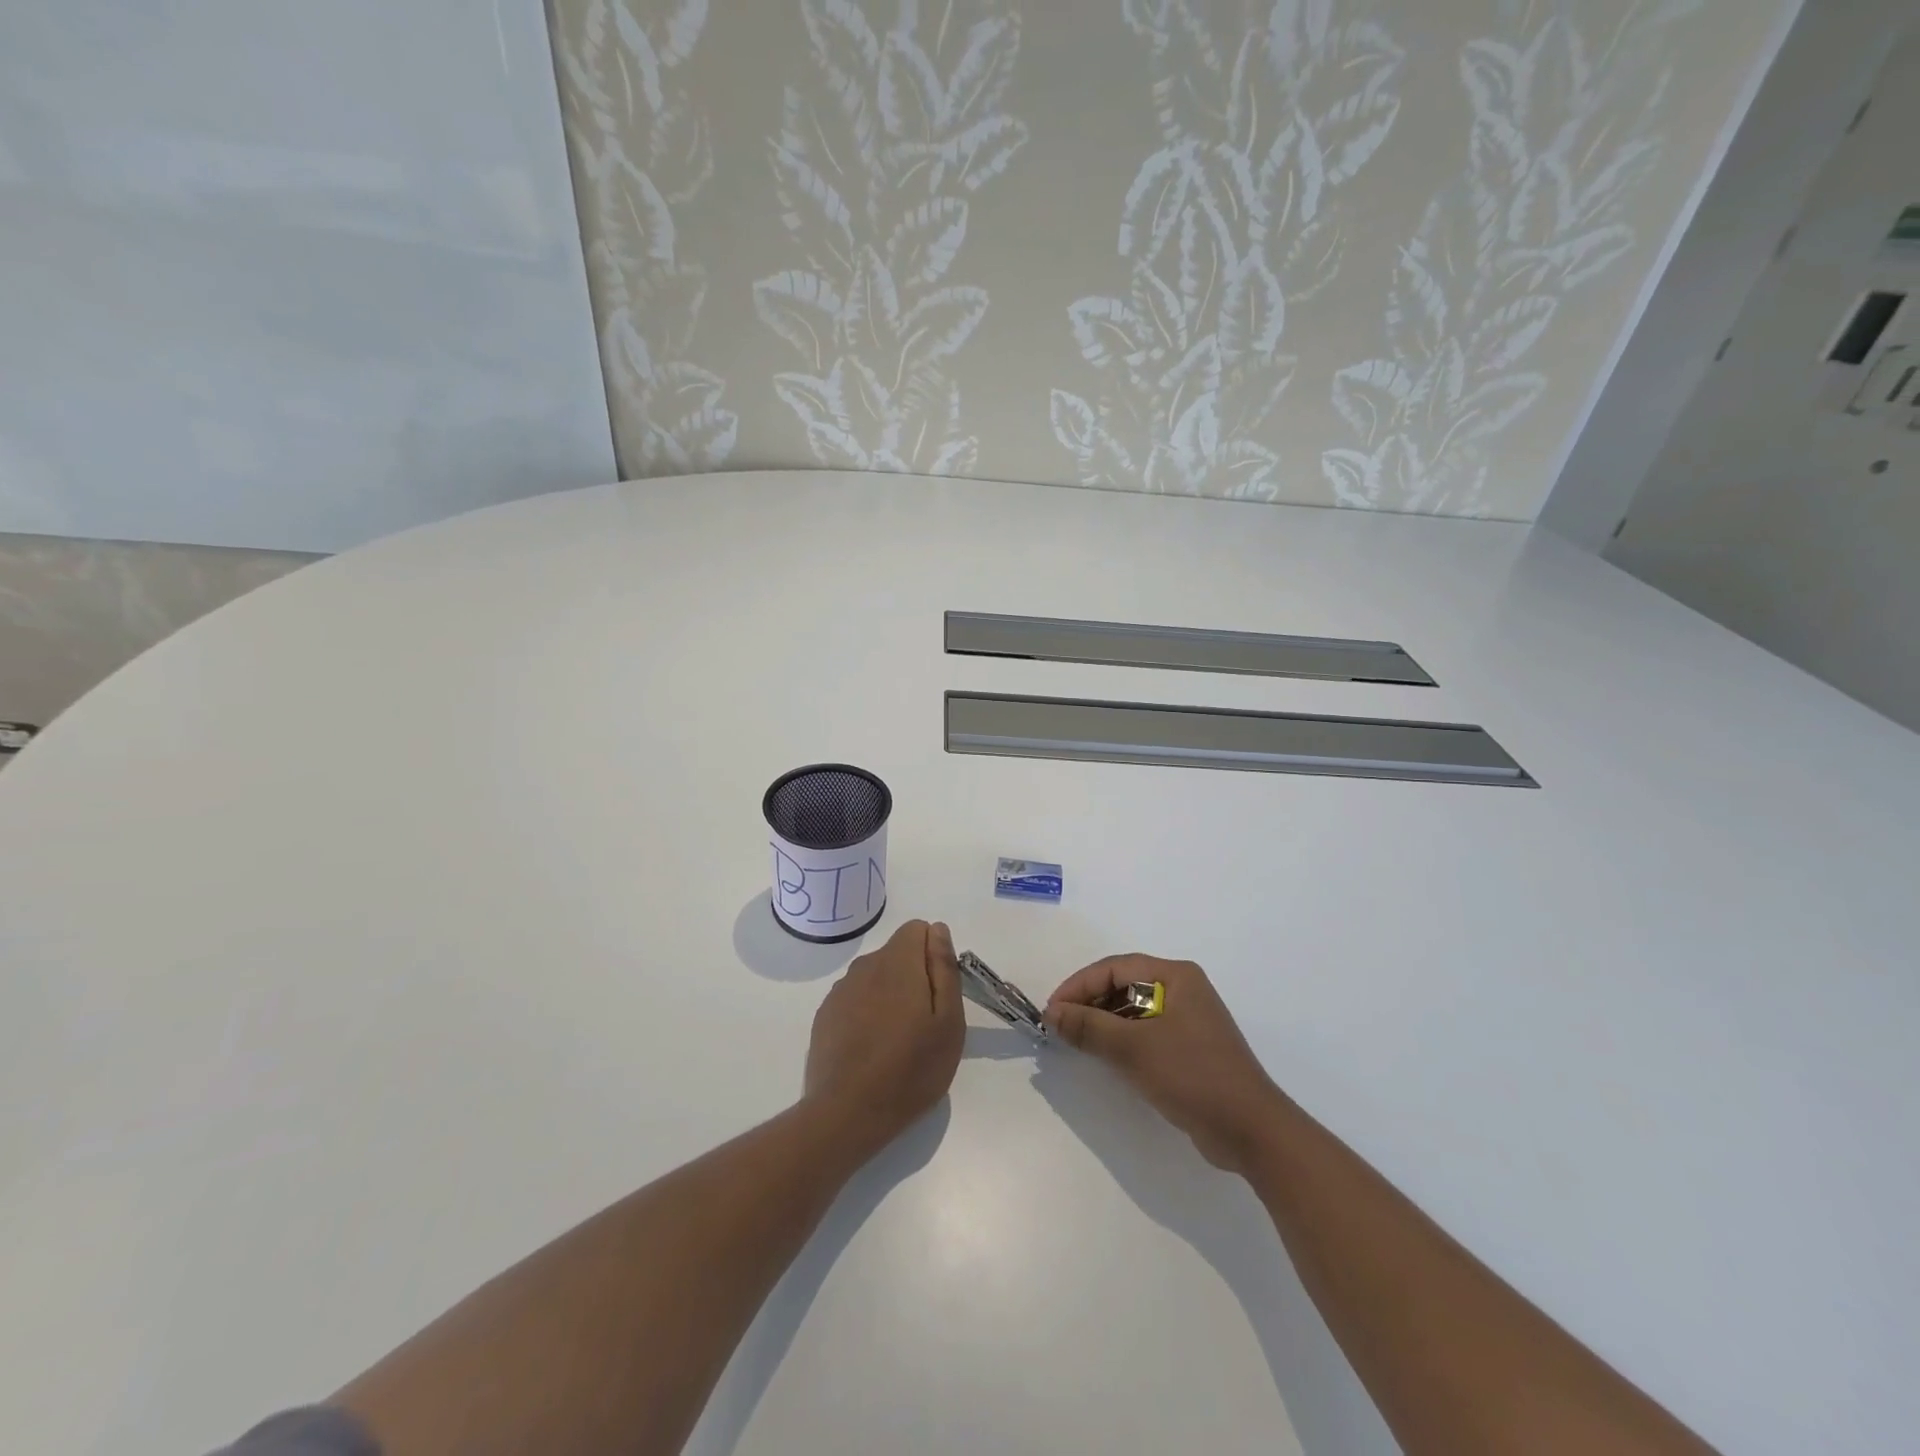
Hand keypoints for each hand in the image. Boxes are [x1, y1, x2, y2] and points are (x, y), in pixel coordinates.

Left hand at [804, 920, 965, 1153]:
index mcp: (898, 962)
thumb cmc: (911, 1069)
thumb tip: (938, 930)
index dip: (933, 954)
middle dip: (914, 975)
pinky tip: (872, 1048)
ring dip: (890, 994)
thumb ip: (943, 968)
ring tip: (898, 1040)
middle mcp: (865, 966)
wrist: (848, 1113)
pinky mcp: (826, 1015)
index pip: (917, 929)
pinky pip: (856, 998)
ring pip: (875, 976)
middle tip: (924, 1023)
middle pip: (896, 953)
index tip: (938, 992)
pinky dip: (867, 1011)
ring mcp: (841, 990)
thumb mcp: (948, 1021)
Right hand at [1046, 955, 1281, 1174]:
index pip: (1115, 968)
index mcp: (1176, 976)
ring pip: (1133, 1010)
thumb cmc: (1193, 1075)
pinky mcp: (1189, 1049)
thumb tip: (1051, 1013)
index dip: (1079, 985)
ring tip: (1075, 1041)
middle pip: (1123, 986)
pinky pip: (1145, 1033)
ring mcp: (1188, 1020)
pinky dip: (1121, 1040)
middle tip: (1059, 1026)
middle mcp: (1183, 990)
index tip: (1052, 1010)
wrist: (1251, 1131)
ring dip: (1103, 1023)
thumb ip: (1089, 1027)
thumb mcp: (1134, 1048)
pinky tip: (1103, 1057)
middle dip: (1089, 1003)